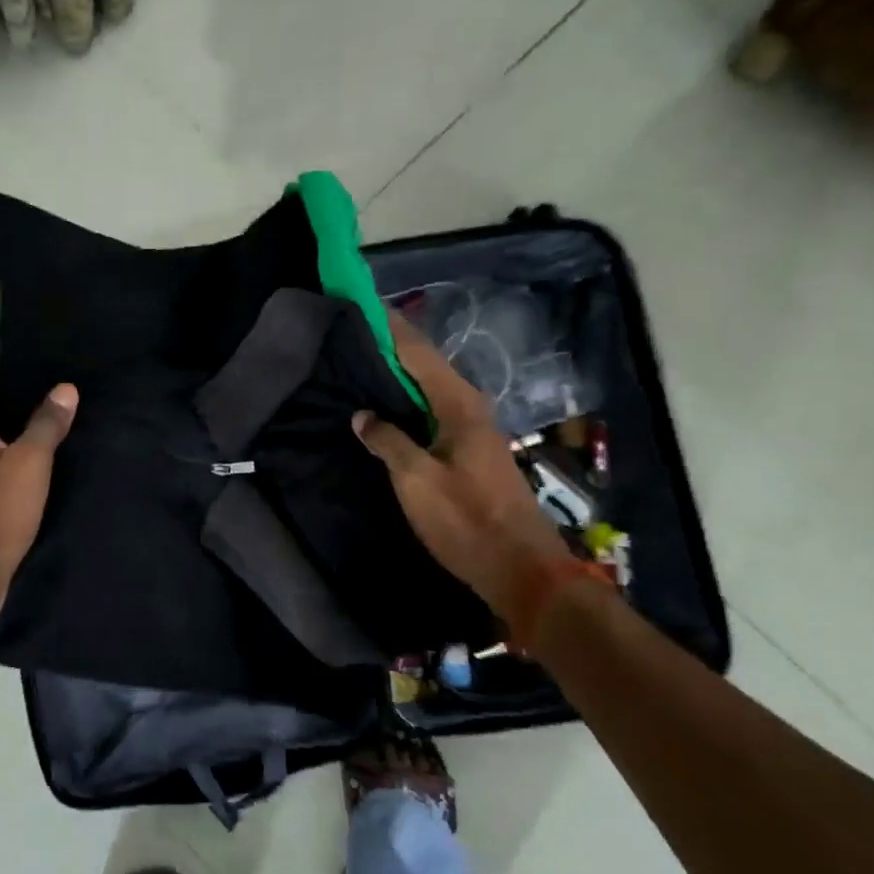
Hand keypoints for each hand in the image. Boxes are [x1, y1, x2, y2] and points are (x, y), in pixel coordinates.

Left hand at [0, 351, 77, 616]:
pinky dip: (8, 435)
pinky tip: (35, 441)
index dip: (0, 346)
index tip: (33, 333)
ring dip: (11, 408)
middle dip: (12, 376)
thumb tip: (65, 387)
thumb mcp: (29, 464)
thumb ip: (47, 423)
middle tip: (53, 364)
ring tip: (51, 397)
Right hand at [353, 314, 568, 646]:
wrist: (521, 569)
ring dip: (398, 376)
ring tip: (361, 365)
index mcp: (458, 405)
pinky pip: (431, 412)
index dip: (391, 328)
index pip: (418, 353)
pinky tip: (386, 409)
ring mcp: (472, 431)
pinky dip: (407, 402)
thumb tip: (363, 415)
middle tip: (352, 334)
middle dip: (392, 347)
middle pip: (425, 366)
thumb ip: (388, 441)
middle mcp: (469, 409)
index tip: (363, 304)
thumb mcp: (416, 480)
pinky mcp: (469, 452)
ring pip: (429, 390)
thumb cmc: (466, 520)